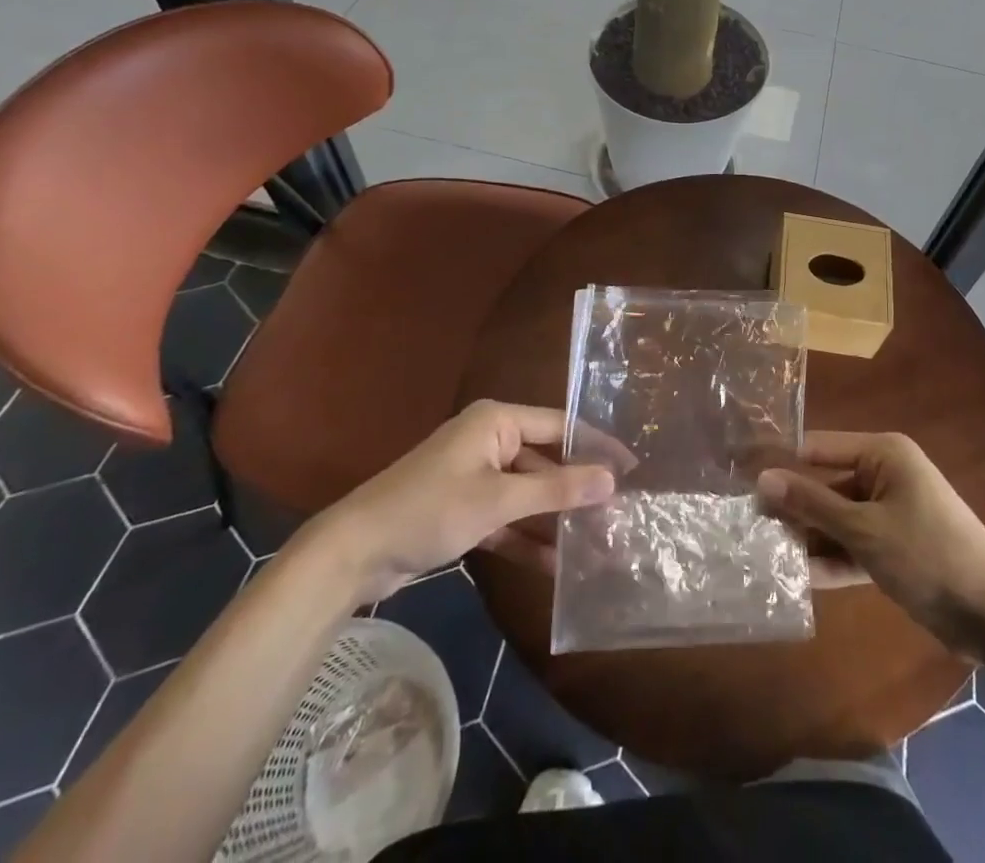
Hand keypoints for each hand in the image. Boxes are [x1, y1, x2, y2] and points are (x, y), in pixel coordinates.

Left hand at [306, 400, 614, 606]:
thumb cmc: (429, 509)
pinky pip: (506, 517)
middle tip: (617, 513)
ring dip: (554, 518)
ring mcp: (475, 476)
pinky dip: (526, 537)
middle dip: (576, 490)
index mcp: (496, 421)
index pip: (560, 425)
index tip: (632, 467)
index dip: (596, 445)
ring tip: (595, 543)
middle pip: (545, 461)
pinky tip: (556, 563)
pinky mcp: (463, 509)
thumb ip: (556, 490)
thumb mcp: (498, 500)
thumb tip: (611, 480)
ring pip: (527, 493)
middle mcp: (489, 441)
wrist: (353, 553)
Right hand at [758, 431, 984, 656]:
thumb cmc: (929, 554)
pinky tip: (797, 577)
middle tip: (747, 525)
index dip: (781, 461)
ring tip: (764, 553)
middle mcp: (885, 475)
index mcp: (883, 454)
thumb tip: (763, 479)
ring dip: (809, 537)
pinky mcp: (895, 548)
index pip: (819, 447)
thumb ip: (813, 504)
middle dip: (793, 508)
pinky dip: (832, 559)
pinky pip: (854, 545)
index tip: (740, 475)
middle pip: (826, 485)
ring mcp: (890, 513)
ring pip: (838, 519)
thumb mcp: (865, 529)